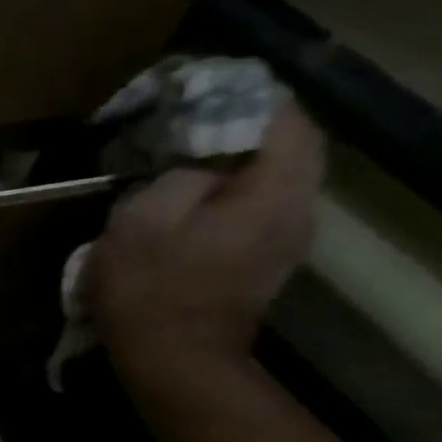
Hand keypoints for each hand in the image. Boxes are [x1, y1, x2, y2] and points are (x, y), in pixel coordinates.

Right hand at [91, 101, 324, 386]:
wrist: (175, 357)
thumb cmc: (150, 285)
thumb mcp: (144, 218)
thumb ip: (180, 173)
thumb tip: (201, 154)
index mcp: (271, 197)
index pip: (288, 125)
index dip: (253, 96)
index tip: (205, 84)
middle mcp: (297, 211)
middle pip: (292, 145)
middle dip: (246, 119)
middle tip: (191, 106)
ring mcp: (286, 236)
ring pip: (278, 171)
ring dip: (239, 148)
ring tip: (186, 136)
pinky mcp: (266, 254)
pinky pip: (263, 196)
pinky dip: (235, 176)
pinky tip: (191, 178)